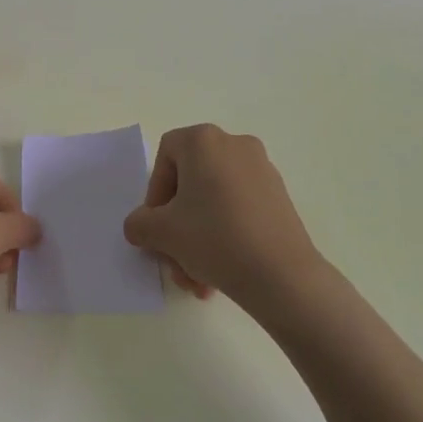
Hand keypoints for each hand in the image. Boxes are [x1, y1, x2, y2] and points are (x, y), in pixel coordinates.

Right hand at [124, 125, 324, 306]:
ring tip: (196, 280)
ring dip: (198, 239)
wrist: (283, 275)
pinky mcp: (279, 196)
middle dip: (177, 226)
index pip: (165, 156)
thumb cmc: (215, 238)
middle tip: (173, 258)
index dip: (155, 193)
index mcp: (204, 141)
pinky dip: (224, 235)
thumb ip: (139, 224)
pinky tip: (220, 273)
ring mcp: (261, 169)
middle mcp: (234, 144)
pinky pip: (238, 209)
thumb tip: (140, 226)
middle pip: (190, 183)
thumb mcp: (162, 233)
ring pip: (213, 202)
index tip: (158, 226)